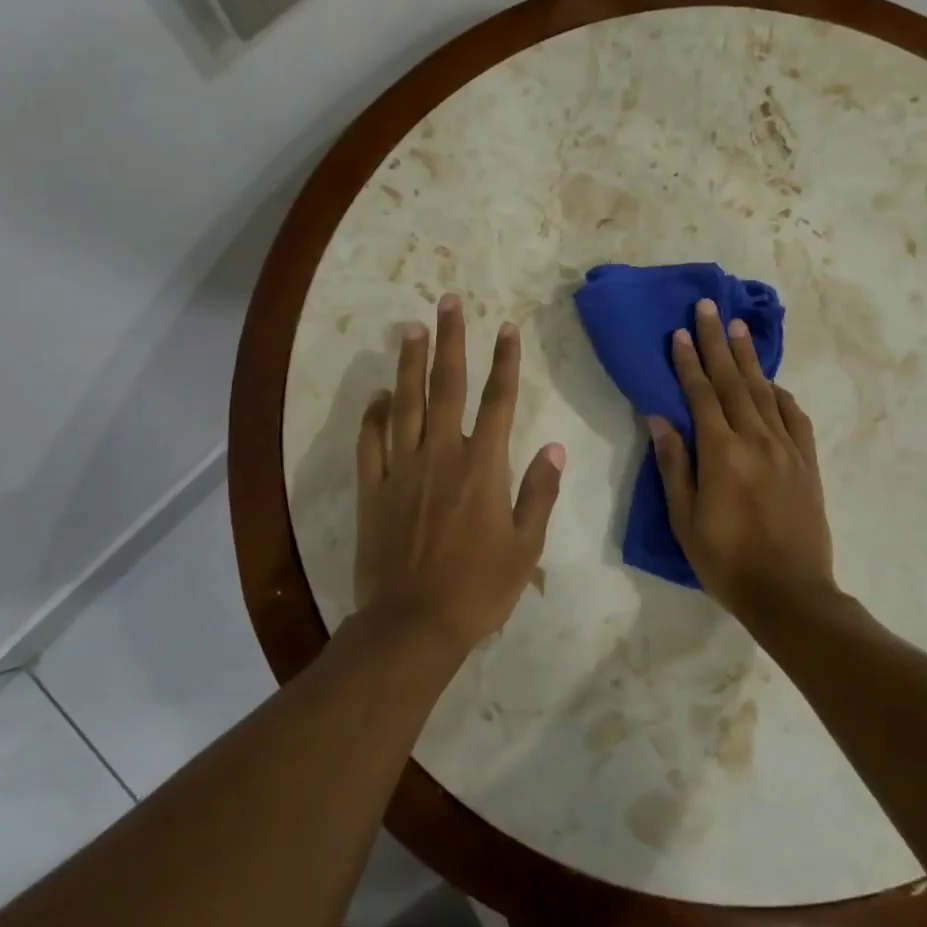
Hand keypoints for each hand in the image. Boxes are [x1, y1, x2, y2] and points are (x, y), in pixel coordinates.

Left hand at [353, 294, 565, 657]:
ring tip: (412, 328)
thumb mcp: (525, 547)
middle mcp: (442, 456)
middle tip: (448, 302)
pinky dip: (374, 415)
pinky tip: (379, 394)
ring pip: (406, 404)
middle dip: (451, 341)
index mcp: (483, 468)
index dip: (504, 362)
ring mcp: (403, 470)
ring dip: (410, 364)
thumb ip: (539, 493)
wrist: (412, 624)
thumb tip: (554, 447)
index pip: (498, 401)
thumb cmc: (478, 589)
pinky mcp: (373, 489)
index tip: (506, 327)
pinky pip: (371, 442)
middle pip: (447, 387)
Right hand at [649, 298, 835, 619]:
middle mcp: (756, 440)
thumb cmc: (726, 560)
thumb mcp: (685, 518)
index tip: (680, 332)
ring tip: (737, 329)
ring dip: (748, 359)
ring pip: (764, 392)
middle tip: (709, 307)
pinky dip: (781, 395)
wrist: (791, 593)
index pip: (700, 395)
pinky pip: (794, 418)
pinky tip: (773, 383)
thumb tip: (659, 418)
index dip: (688, 362)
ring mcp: (787, 449)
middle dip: (717, 342)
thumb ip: (674, 464)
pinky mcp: (807, 463)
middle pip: (733, 381)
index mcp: (721, 452)